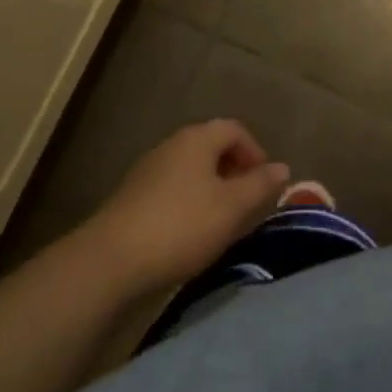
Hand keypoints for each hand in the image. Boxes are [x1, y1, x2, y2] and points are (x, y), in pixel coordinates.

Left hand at [85, 120, 289, 293]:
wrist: (109, 262)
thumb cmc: (181, 226)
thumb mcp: (231, 207)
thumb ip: (260, 185)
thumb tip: (283, 167)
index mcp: (198, 138)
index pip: (235, 129)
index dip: (255, 152)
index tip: (264, 184)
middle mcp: (172, 144)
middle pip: (212, 147)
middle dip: (234, 172)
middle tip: (246, 204)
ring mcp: (148, 170)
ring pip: (191, 170)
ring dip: (211, 189)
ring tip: (221, 222)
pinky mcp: (132, 197)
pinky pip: (171, 189)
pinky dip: (188, 203)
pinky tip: (189, 234)